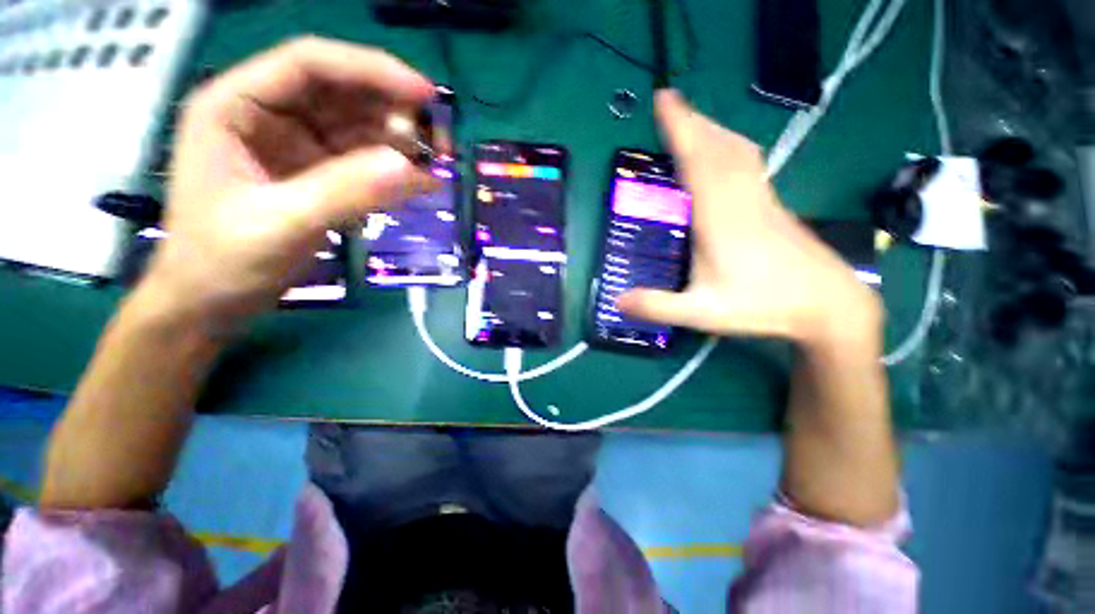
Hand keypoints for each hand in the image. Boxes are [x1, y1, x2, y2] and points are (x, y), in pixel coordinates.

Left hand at [146, 37, 436, 325]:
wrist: (214, 302)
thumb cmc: (224, 261)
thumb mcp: (280, 225)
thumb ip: (343, 193)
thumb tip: (411, 169)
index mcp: (237, 106)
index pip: (310, 64)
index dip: (371, 69)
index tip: (425, 95)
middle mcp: (269, 115)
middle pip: (343, 93)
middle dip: (395, 112)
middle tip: (441, 143)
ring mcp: (297, 145)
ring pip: (360, 127)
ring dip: (402, 142)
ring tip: (438, 165)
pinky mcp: (319, 174)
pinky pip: (366, 160)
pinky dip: (396, 169)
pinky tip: (422, 182)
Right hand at [618, 91, 881, 349]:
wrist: (829, 305)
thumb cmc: (763, 306)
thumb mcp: (701, 313)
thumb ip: (657, 306)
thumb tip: (617, 301)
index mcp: (719, 218)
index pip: (696, 162)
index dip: (679, 128)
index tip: (663, 99)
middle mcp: (740, 199)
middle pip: (716, 147)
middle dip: (692, 121)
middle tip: (670, 102)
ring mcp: (761, 200)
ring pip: (736, 151)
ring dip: (712, 130)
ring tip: (693, 121)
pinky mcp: (773, 206)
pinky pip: (749, 164)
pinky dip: (731, 147)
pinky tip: (726, 154)